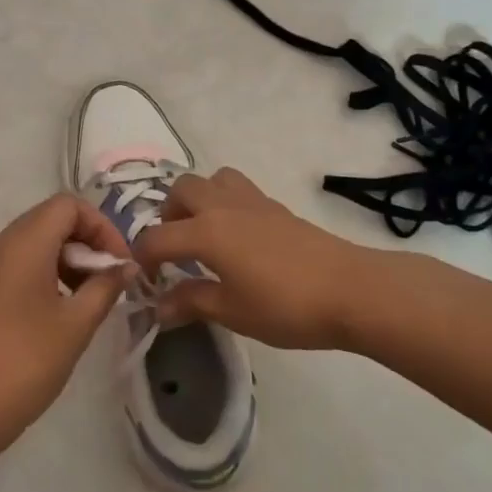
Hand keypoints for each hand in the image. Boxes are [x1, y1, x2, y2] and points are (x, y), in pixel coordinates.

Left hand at [0, 193, 131, 455]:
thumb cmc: (25, 364)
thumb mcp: (76, 325)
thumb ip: (105, 287)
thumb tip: (126, 267)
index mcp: (23, 243)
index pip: (69, 204)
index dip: (101, 226)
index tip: (119, 264)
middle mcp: (0, 244)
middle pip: (51, 218)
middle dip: (86, 242)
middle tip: (107, 282)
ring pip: (34, 241)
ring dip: (67, 259)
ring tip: (87, 299)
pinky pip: (17, 263)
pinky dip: (45, 273)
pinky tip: (58, 312)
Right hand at [132, 168, 378, 349]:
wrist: (349, 289)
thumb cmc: (285, 305)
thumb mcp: (232, 312)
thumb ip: (192, 303)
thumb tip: (159, 307)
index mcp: (206, 232)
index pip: (157, 237)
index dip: (143, 259)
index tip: (145, 281)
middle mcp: (222, 206)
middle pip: (181, 190)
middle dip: (168, 215)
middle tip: (175, 249)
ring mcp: (251, 201)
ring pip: (211, 179)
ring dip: (198, 199)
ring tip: (204, 233)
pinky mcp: (274, 205)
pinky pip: (237, 189)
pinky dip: (224, 203)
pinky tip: (237, 238)